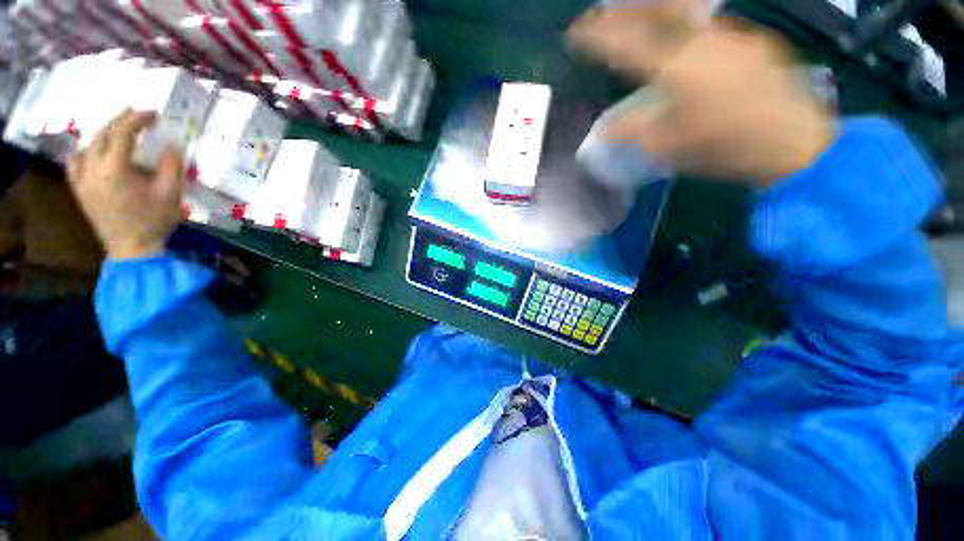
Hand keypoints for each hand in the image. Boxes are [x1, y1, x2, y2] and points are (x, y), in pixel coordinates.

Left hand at [67, 109, 185, 259]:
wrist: (132, 249)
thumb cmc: (154, 221)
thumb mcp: (171, 193)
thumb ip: (171, 166)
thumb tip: (171, 145)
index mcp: (115, 169)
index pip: (122, 133)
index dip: (137, 119)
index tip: (153, 113)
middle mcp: (92, 170)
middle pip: (101, 135)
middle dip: (120, 121)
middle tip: (136, 115)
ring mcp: (81, 180)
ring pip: (86, 146)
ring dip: (102, 134)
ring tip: (116, 130)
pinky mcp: (79, 190)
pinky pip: (74, 163)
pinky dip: (84, 151)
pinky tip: (92, 151)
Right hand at [570, 11, 835, 184]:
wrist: (791, 141)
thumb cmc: (722, 145)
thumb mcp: (667, 145)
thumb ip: (633, 131)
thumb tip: (607, 128)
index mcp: (675, 66)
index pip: (626, 42)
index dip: (598, 35)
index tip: (577, 33)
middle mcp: (702, 40)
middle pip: (658, 11)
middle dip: (627, 10)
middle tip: (606, 11)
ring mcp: (732, 36)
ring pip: (687, 13)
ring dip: (658, 13)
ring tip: (641, 18)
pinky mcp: (754, 42)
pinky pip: (711, 27)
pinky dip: (688, 28)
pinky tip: (686, 40)